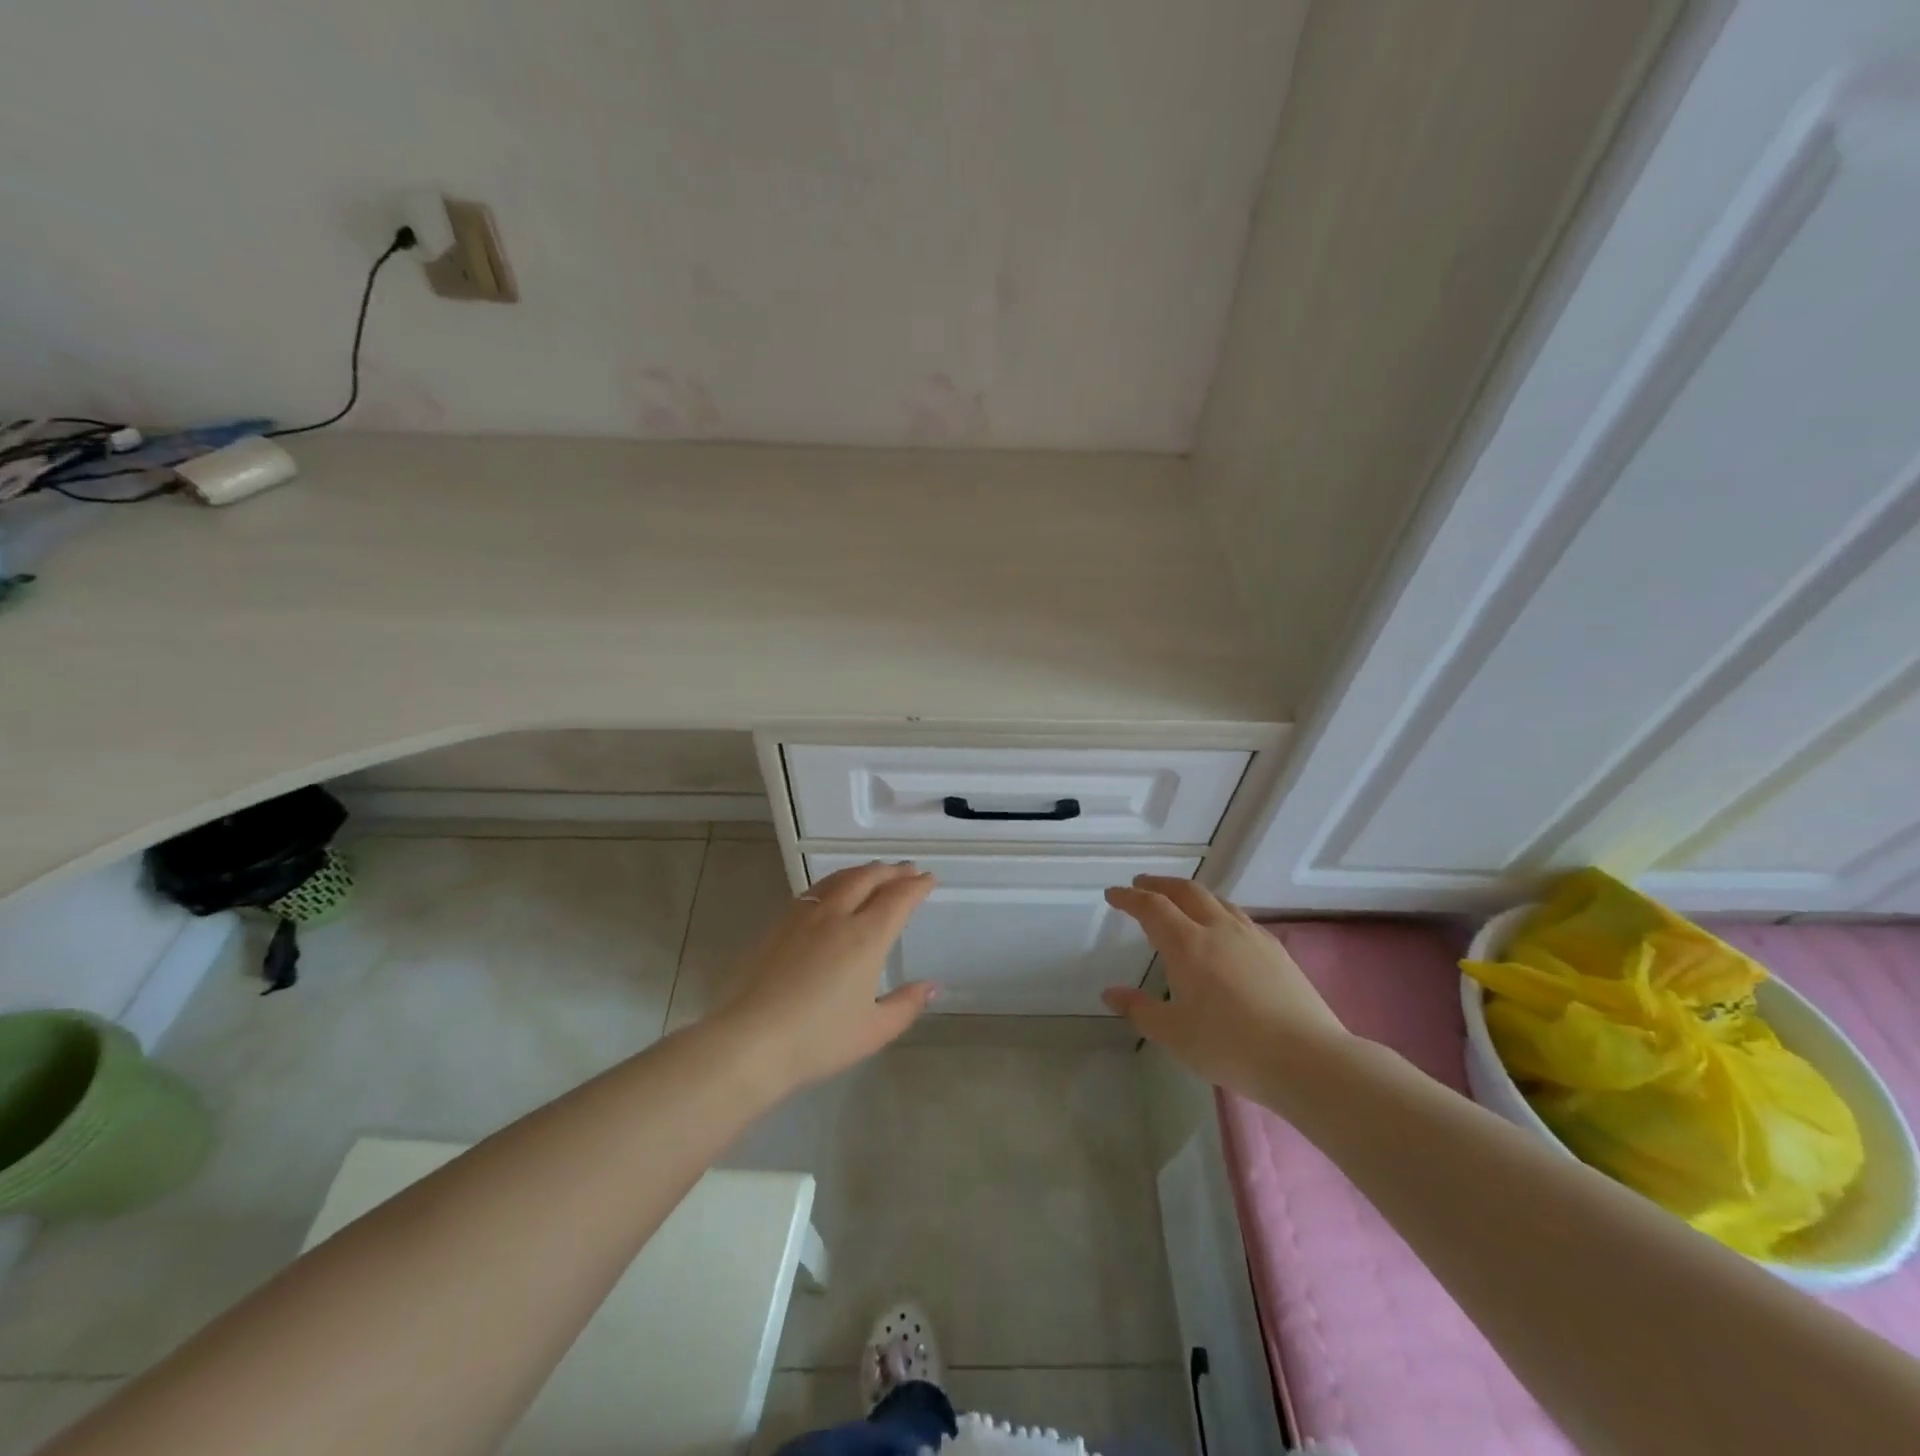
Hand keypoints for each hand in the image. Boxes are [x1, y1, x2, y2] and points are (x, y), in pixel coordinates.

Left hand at [718, 860, 936, 1090]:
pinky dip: (835, 882)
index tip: (929, 879)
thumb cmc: (818, 1039)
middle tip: (907, 869)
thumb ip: (906, 1004)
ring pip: (839, 879)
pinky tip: (833, 892)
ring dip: (863, 871)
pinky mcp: (779, 924)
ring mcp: (804, 916)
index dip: (917, 886)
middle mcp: (836, 916)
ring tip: (874, 872)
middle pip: (868, 878)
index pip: (898, 899)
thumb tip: (932, 986)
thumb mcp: (873, 1030)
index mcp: (865, 937)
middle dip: (891, 871)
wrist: (750, 1041)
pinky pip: (815, 890)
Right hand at [1102, 876, 1348, 1096]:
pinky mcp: (1276, 950)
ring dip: (1190, 894)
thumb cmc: (1229, 1046)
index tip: (1113, 894)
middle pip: (1185, 891)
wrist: (1306, 1058)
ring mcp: (1252, 936)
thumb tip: (1111, 993)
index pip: (1152, 907)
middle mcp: (1218, 928)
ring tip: (1180, 902)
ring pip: (1216, 900)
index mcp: (1187, 943)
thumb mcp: (1173, 1033)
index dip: (1129, 897)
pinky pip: (1238, 917)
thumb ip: (1139, 1009)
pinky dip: (1217, 911)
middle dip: (1159, 884)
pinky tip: (1222, 931)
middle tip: (1141, 885)